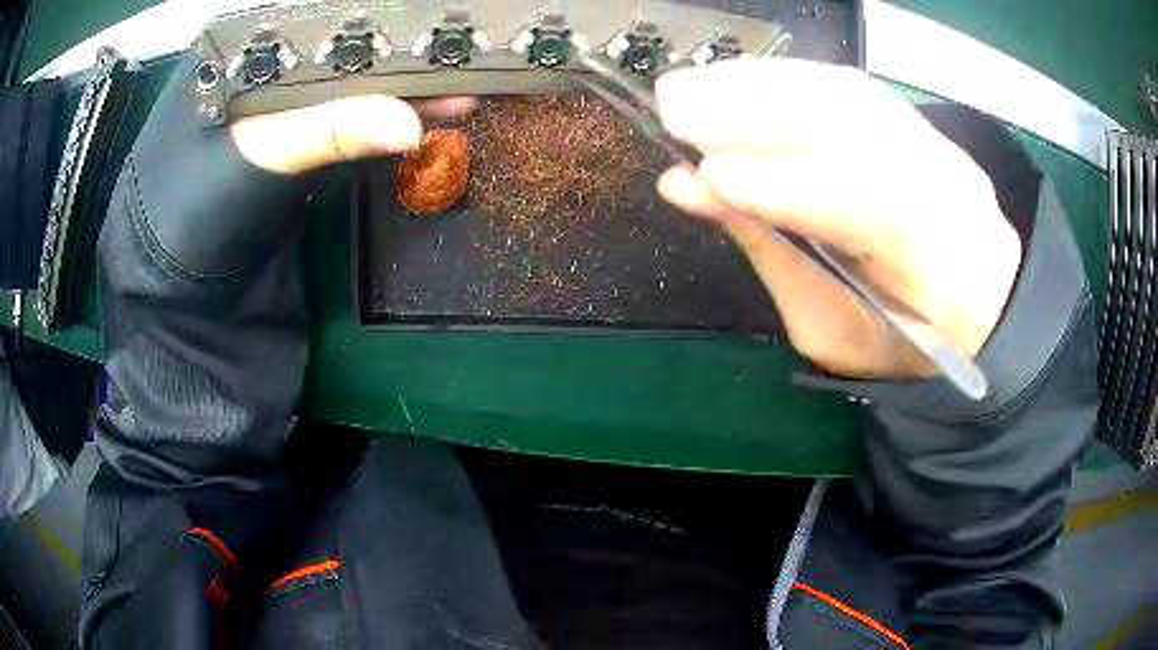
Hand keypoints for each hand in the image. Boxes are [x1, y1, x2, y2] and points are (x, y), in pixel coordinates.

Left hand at [114, 53, 472, 277]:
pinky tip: (425, 112)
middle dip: (394, 54)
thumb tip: (411, 121)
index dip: (369, 25)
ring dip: (398, 86)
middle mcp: (259, 67)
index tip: (422, 30)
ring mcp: (277, 106)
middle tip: (451, 56)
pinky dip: (384, 116)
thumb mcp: (258, 157)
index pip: (314, 23)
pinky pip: (344, 116)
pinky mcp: (291, 140)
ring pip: (346, 82)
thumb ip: (331, 129)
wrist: (183, 291)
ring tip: (455, 85)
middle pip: (336, 48)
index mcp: (237, 50)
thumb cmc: (193, 212)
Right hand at [655, 58, 1020, 379]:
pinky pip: (845, 84)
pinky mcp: (912, 119)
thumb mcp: (831, 325)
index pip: (859, 206)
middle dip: (756, 113)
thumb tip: (689, 187)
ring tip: (687, 87)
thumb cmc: (901, 333)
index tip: (702, 173)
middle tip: (671, 106)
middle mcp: (944, 185)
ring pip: (843, 94)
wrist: (974, 295)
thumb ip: (768, 253)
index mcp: (934, 265)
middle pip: (852, 129)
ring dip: (757, 84)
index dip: (780, 184)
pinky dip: (782, 76)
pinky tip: (734, 78)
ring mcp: (933, 141)